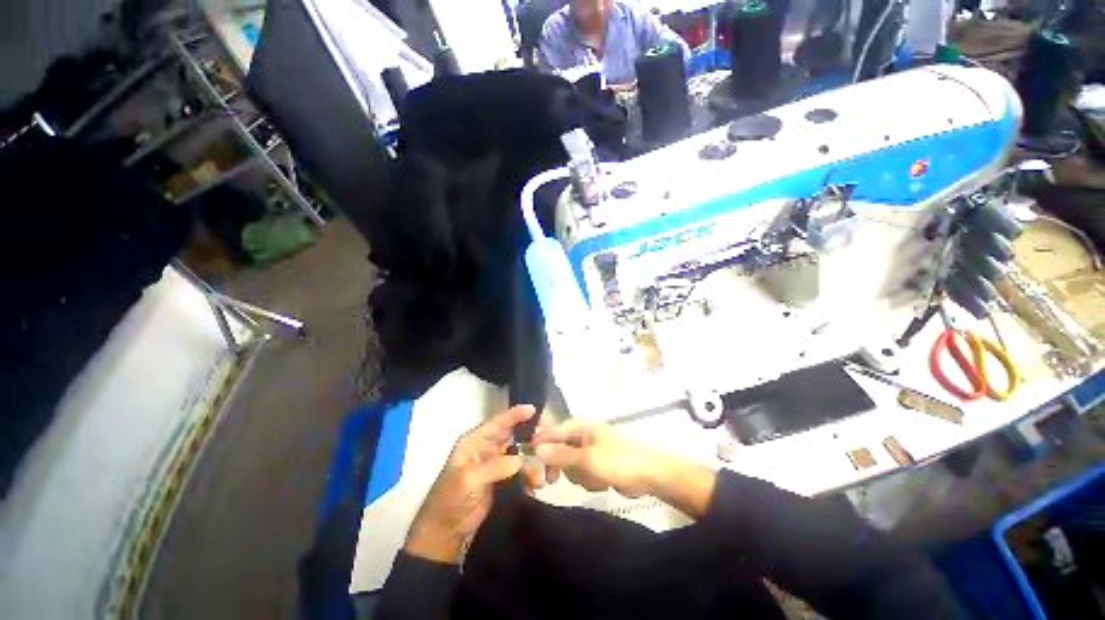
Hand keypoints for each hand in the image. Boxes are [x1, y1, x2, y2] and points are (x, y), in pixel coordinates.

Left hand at [405, 406, 546, 563]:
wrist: (445, 533)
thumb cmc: (451, 501)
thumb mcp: (469, 481)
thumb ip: (494, 467)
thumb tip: (519, 460)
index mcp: (474, 441)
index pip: (498, 423)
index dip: (515, 414)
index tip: (534, 409)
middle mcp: (486, 447)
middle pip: (512, 435)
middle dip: (530, 438)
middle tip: (547, 444)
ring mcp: (494, 463)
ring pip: (519, 453)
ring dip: (531, 463)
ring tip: (539, 481)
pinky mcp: (501, 478)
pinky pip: (520, 469)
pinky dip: (529, 474)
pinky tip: (535, 485)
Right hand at [532, 419, 665, 497]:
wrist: (651, 474)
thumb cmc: (618, 461)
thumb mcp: (587, 459)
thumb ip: (560, 455)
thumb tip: (536, 448)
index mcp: (579, 426)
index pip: (550, 433)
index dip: (538, 447)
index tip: (529, 465)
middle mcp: (581, 434)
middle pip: (557, 450)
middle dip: (559, 467)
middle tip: (553, 482)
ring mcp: (589, 449)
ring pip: (569, 465)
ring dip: (578, 475)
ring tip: (594, 478)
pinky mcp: (597, 463)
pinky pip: (582, 473)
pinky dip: (589, 479)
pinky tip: (602, 482)